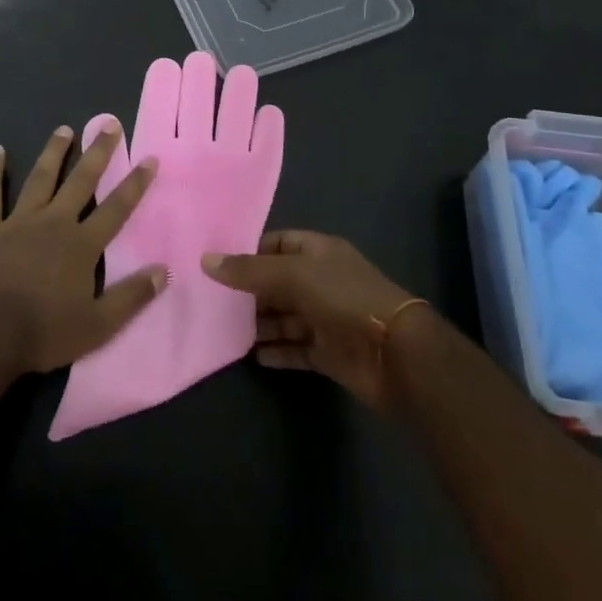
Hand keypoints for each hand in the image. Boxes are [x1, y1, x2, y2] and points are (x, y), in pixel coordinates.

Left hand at [0, 123, 166, 375]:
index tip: (149, 158)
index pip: (116, 208)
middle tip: (109, 124)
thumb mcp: (98, 325)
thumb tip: (164, 270)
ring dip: (54, 152)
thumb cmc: (44, 332)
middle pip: (81, 181)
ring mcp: (18, 221)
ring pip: (41, 178)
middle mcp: (54, 222)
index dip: (135, 183)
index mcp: (82, 244)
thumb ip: (132, 296)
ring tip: (64, 129)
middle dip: (98, 152)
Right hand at [202, 231, 418, 409]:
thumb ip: (249, 270)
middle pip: (278, 282)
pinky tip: (252, 356)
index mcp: (319, 252)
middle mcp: (322, 281)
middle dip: (250, 292)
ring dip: (260, 324)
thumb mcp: (294, 275)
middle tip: (213, 302)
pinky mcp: (329, 352)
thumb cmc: (345, 298)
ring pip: (285, 317)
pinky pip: (295, 349)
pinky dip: (276, 352)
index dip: (251, 252)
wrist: (396, 354)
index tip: (218, 265)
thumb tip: (205, 260)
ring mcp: (326, 318)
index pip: (279, 243)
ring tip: (225, 330)